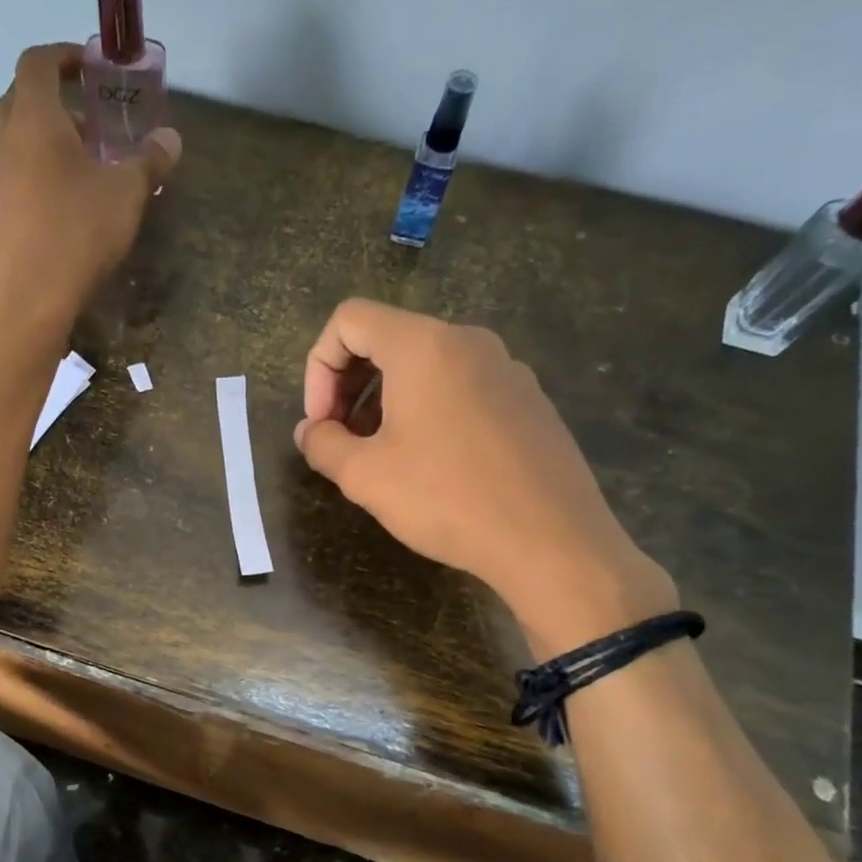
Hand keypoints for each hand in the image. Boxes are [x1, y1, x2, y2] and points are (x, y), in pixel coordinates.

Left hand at [0, 42, 180, 353]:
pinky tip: (50, 216)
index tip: (89, 69)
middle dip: (52, 104)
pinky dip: (27, 186)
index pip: (38, 62)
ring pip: (9, 148)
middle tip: (87, 126)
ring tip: (72, 174)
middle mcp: (1, 142)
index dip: (64, 56)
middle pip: (18, 102)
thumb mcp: (126, 197)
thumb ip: (149, 162)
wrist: (22, 304)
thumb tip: (171, 139)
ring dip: (37, 148)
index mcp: (34, 120)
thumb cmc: (76, 237)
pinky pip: (5, 188)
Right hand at [295, 298, 676, 655]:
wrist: (552, 541)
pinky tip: (432, 464)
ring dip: (386, 400)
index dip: (318, 368)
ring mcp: (506, 367)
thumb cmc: (447, 499)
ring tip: (382, 455)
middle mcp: (468, 341)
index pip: (349, 320)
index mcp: (423, 346)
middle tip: (342, 439)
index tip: (321, 422)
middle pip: (388, 338)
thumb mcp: (365, 477)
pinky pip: (461, 385)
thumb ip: (323, 444)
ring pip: (426, 364)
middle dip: (349, 384)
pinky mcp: (528, 399)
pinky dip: (428, 409)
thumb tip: (310, 431)